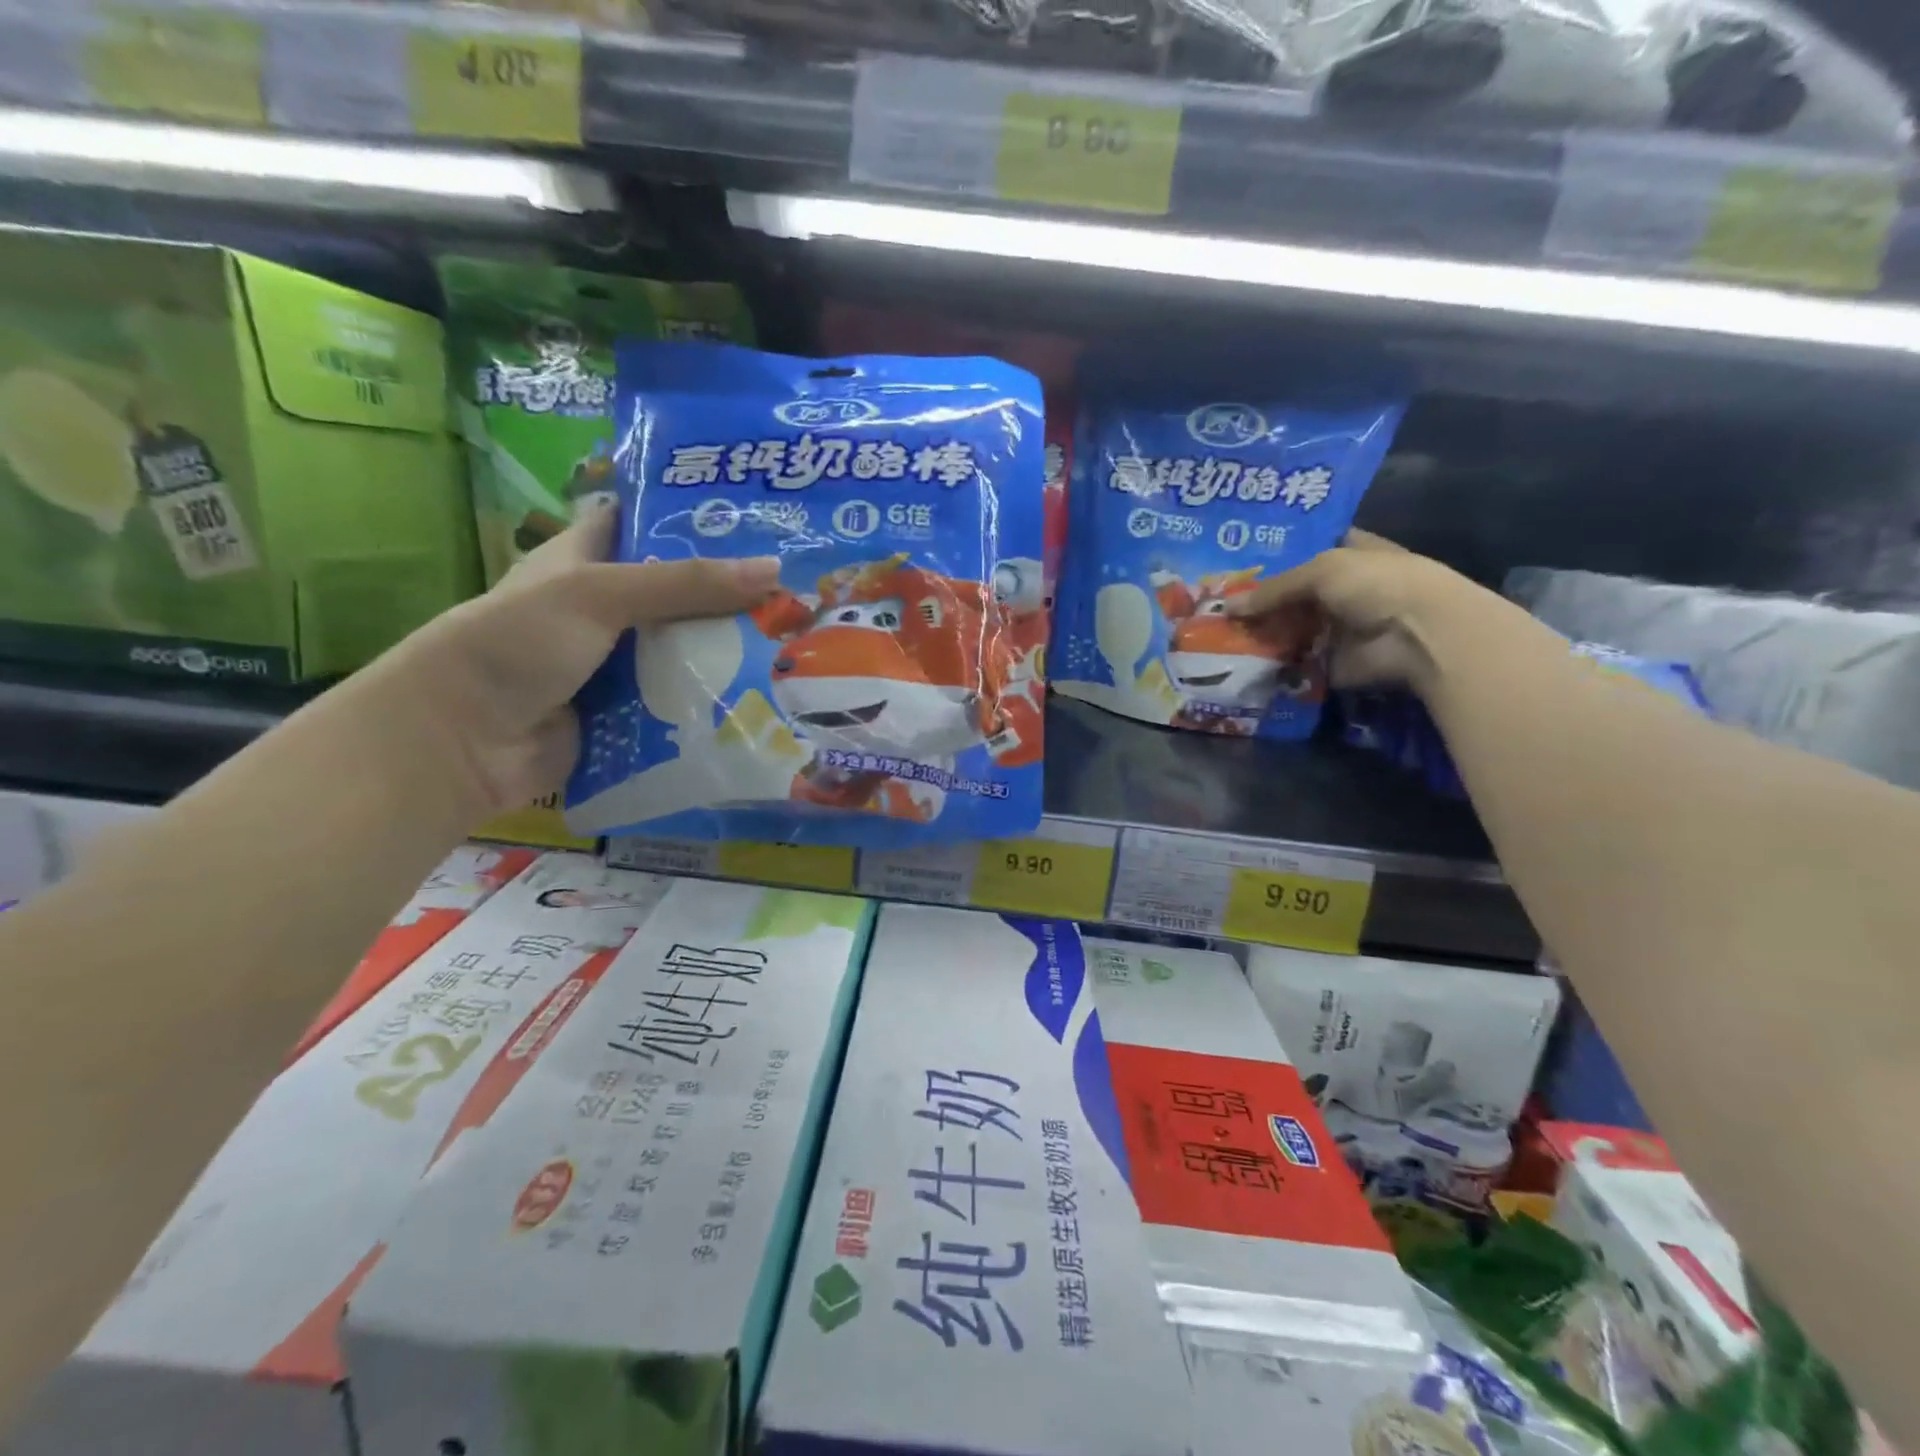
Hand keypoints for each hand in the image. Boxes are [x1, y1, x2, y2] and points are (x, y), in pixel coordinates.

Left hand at [366, 501, 777, 818]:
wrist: (465, 740)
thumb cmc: (519, 643)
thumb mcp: (599, 594)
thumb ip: (685, 584)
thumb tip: (775, 571)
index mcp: (587, 559)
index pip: (644, 523)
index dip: (692, 516)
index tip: (755, 517)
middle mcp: (605, 607)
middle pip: (678, 592)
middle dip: (730, 593)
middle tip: (796, 590)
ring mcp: (617, 662)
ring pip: (685, 649)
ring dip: (728, 651)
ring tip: (794, 642)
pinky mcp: (628, 710)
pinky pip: (680, 699)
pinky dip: (712, 698)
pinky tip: (762, 694)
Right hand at [1226, 529, 1506, 695]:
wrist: (1417, 636)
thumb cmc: (1376, 584)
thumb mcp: (1321, 571)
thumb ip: (1273, 589)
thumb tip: (1226, 607)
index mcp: (1347, 554)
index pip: (1305, 549)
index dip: (1273, 554)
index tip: (1234, 563)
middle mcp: (1340, 590)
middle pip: (1290, 594)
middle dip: (1256, 600)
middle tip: (1212, 605)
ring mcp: (1333, 628)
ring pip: (1286, 628)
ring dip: (1258, 634)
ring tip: (1212, 636)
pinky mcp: (1327, 661)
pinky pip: (1290, 662)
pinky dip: (1267, 664)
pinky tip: (1233, 662)